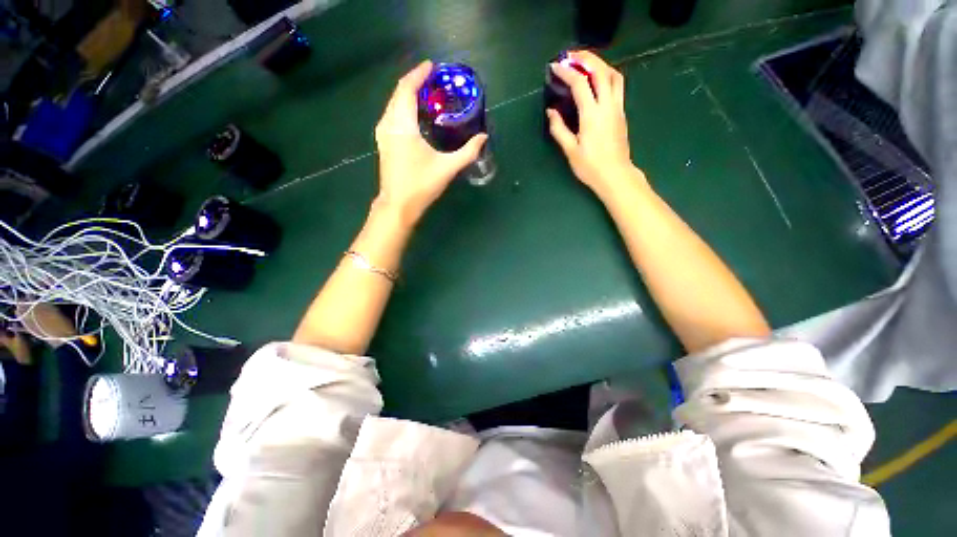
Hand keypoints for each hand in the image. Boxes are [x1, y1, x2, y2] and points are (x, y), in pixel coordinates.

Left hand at [374, 60, 487, 224]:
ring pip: (393, 104)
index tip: (432, 66)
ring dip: (408, 95)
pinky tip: (416, 115)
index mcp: (402, 125)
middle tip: (434, 80)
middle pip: (398, 93)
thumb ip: (467, 152)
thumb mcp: (447, 168)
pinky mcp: (384, 143)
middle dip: (415, 83)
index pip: (407, 89)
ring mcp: (383, 134)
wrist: (397, 206)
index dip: (419, 75)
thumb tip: (483, 137)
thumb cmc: (421, 186)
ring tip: (427, 94)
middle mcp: (388, 124)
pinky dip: (403, 108)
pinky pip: (392, 115)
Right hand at [547, 51, 643, 197]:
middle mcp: (607, 105)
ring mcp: (617, 107)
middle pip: (601, 70)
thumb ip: (559, 129)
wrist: (615, 175)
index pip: (580, 83)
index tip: (555, 67)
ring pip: (613, 75)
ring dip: (599, 64)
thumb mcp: (570, 150)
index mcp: (592, 114)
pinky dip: (606, 75)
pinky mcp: (621, 112)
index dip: (567, 72)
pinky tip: (597, 80)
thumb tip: (551, 111)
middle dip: (585, 58)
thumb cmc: (590, 166)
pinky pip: (617, 85)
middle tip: (571, 55)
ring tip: (585, 63)